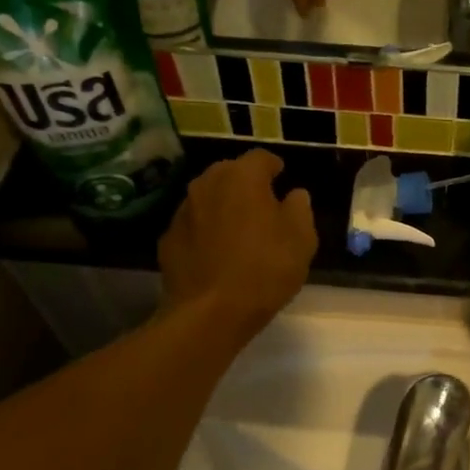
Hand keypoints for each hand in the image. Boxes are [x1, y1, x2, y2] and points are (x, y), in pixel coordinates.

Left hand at [160, 150, 317, 337]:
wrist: (210, 312)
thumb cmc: (265, 269)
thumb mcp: (302, 239)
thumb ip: (300, 209)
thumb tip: (295, 195)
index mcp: (242, 177)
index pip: (260, 157)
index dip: (274, 166)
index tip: (282, 178)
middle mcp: (207, 184)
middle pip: (229, 173)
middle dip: (246, 184)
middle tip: (262, 205)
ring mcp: (183, 211)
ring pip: (208, 198)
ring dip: (223, 206)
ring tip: (238, 229)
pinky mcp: (168, 239)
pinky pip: (193, 226)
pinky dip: (205, 231)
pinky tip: (216, 253)